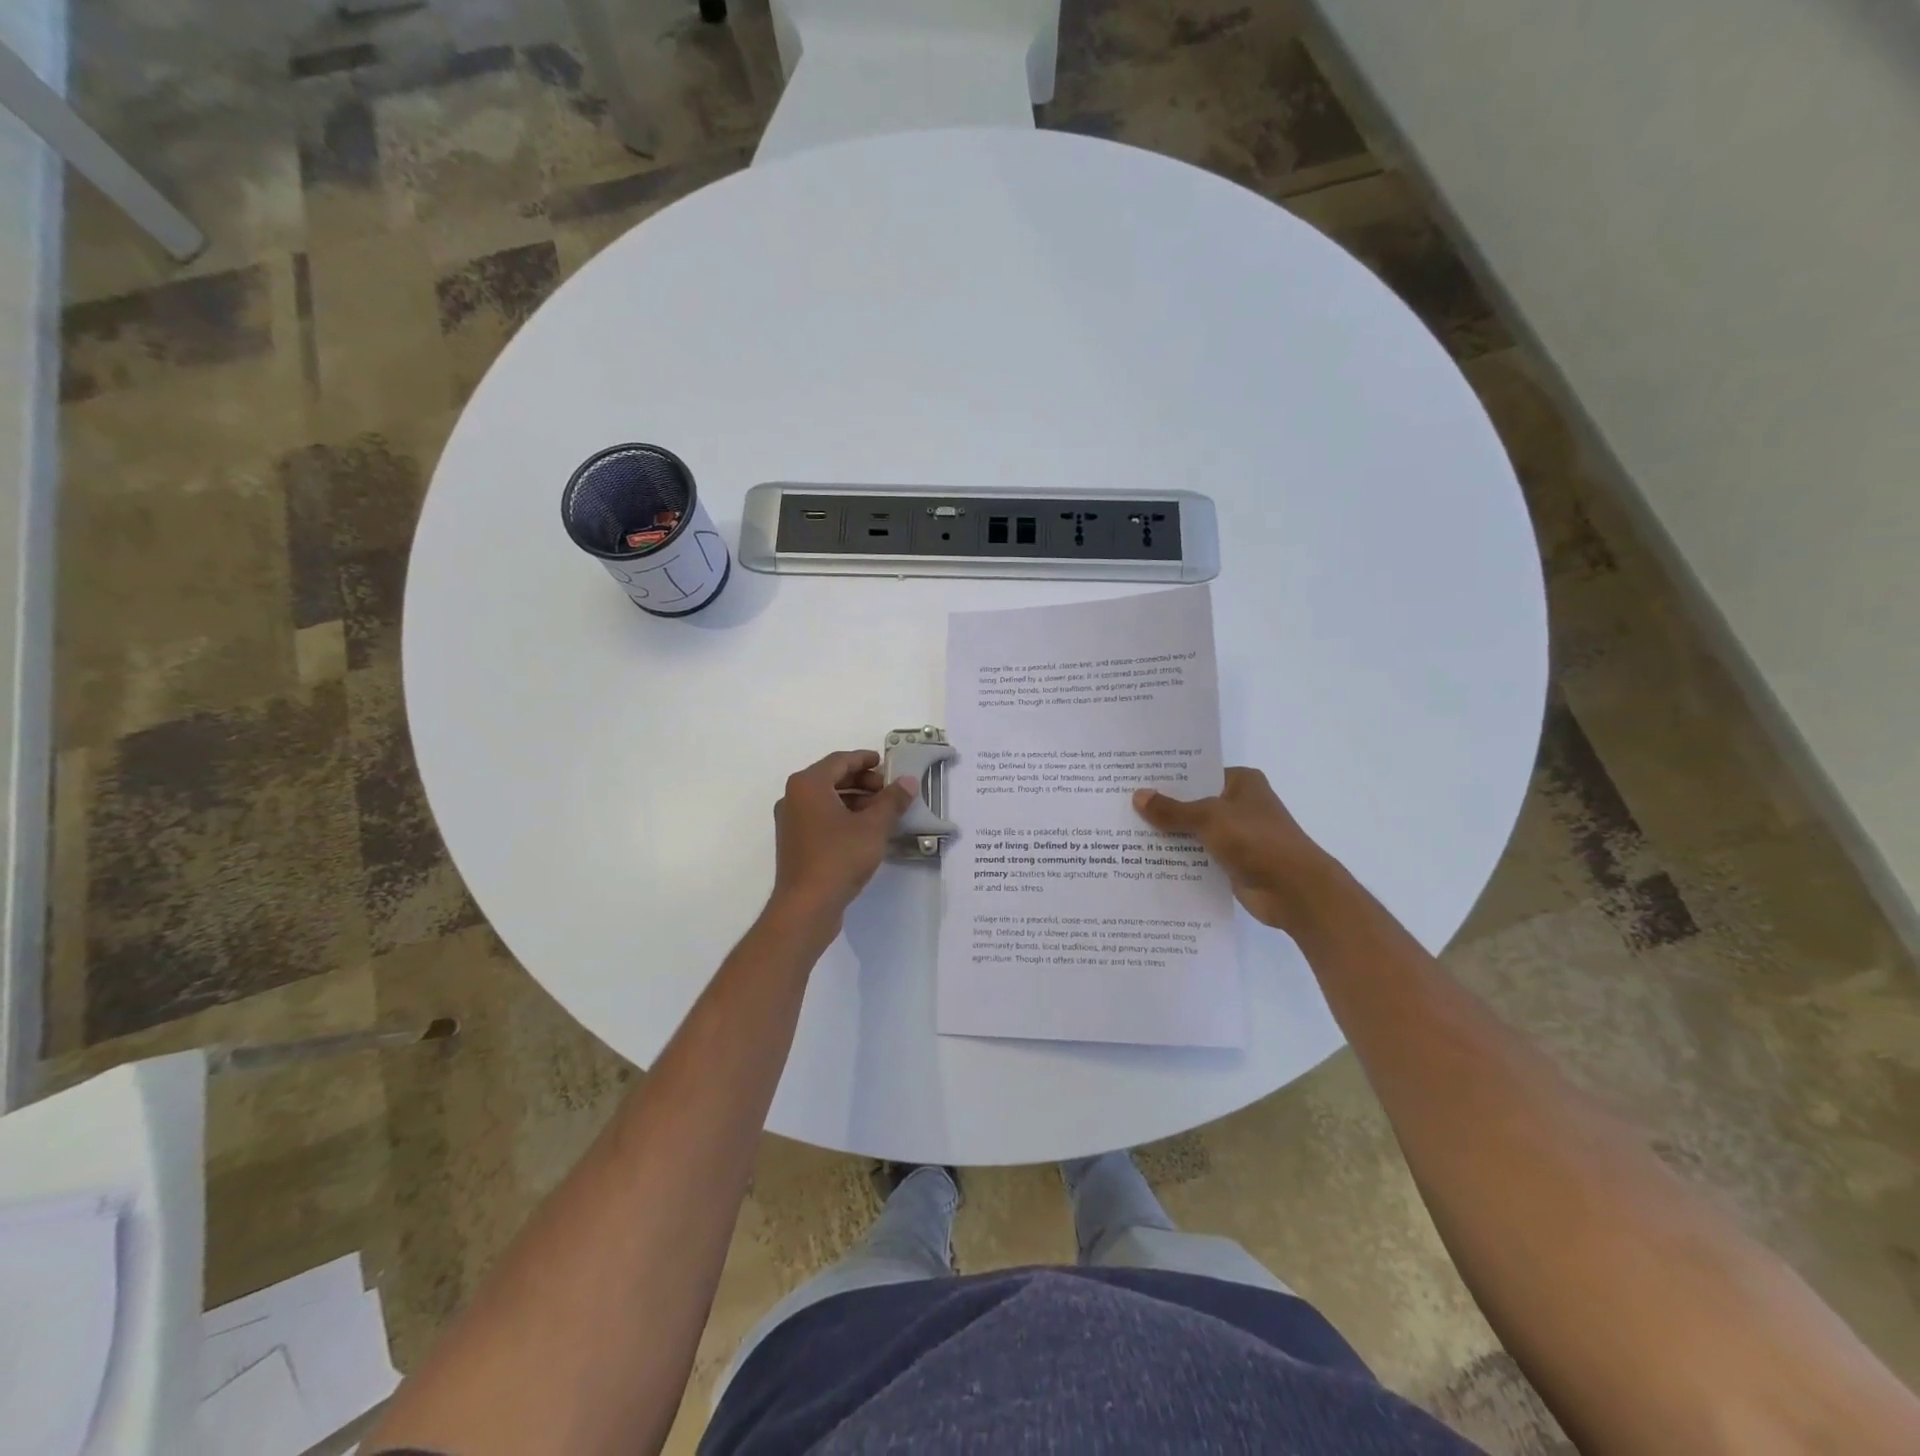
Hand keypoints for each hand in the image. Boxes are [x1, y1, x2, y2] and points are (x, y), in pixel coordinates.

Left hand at [771, 750, 915, 923]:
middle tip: (889, 791)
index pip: (840, 760)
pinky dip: (843, 816)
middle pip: (832, 778)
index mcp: (808, 784)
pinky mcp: (794, 842)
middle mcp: (794, 797)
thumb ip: (893, 800)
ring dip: (855, 800)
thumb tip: (909, 781)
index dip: (865, 759)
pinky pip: (821, 817)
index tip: (887, 764)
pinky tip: (865, 831)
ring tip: (882, 812)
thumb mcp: (873, 826)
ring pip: (827, 799)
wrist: (806, 906)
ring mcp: (791, 821)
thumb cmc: (839, 857)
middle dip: (863, 781)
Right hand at [1133, 767, 1339, 935]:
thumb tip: (1138, 796)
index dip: (1166, 777)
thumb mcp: (1209, 818)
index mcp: (1241, 782)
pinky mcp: (1231, 862)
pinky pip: (1197, 855)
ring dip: (1167, 835)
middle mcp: (1238, 804)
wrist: (1295, 891)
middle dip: (1161, 807)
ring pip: (1192, 830)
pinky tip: (1146, 860)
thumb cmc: (1257, 841)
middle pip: (1192, 802)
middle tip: (1120, 805)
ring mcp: (1236, 835)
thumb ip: (1172, 810)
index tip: (1132, 779)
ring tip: (1125, 833)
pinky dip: (1178, 858)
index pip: (1196, 772)